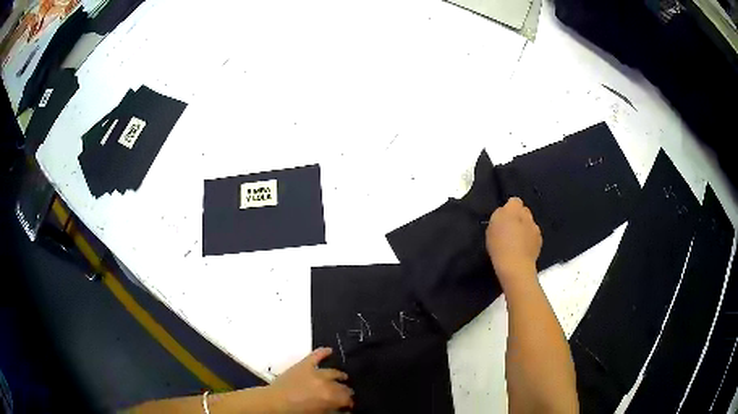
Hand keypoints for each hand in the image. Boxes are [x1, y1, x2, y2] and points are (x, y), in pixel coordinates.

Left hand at [267, 348, 353, 412]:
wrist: (274, 403)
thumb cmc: (296, 412)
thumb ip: (333, 410)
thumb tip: (343, 409)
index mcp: (330, 397)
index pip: (347, 398)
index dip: (349, 402)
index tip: (349, 405)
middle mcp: (325, 382)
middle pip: (342, 386)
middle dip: (345, 391)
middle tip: (345, 395)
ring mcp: (314, 372)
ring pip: (333, 372)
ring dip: (339, 375)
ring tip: (343, 377)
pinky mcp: (304, 365)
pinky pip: (315, 356)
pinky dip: (323, 352)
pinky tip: (330, 350)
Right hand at [485, 197, 541, 287]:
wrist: (515, 265)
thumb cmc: (499, 245)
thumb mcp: (491, 227)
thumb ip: (499, 215)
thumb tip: (505, 212)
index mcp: (514, 209)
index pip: (514, 201)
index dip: (509, 208)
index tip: (503, 218)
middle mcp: (527, 215)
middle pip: (524, 211)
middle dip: (518, 217)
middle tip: (509, 229)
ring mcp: (535, 228)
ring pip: (530, 224)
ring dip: (525, 228)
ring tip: (516, 241)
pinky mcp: (539, 241)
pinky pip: (533, 236)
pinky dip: (529, 239)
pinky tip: (522, 249)